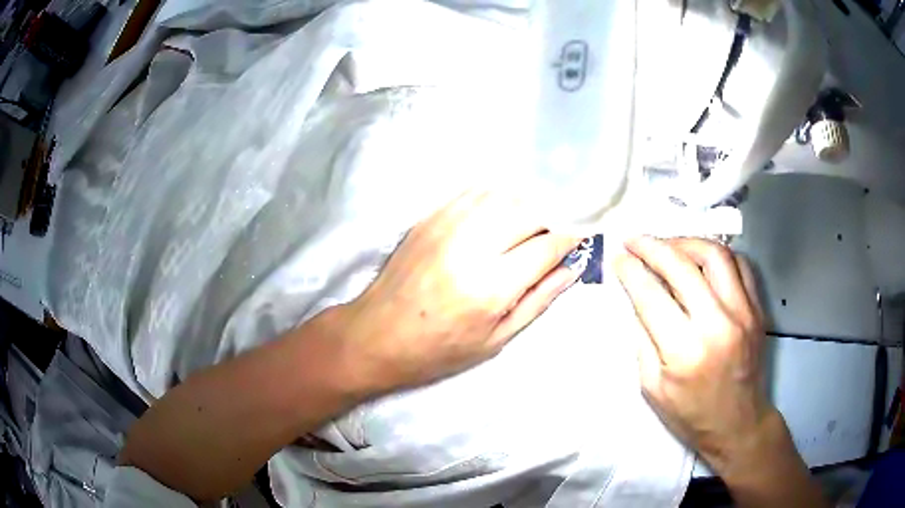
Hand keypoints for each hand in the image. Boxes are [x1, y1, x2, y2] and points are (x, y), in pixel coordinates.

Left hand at [339, 190, 580, 392]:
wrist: (376, 336)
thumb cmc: (439, 350)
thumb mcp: (496, 340)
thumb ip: (538, 300)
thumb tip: (572, 268)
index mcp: (490, 286)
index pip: (546, 245)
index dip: (570, 239)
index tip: (579, 240)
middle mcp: (470, 247)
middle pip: (528, 211)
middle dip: (550, 221)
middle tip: (550, 240)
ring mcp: (445, 226)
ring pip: (503, 195)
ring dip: (525, 206)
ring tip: (527, 228)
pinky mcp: (428, 218)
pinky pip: (474, 192)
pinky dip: (497, 198)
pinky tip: (499, 215)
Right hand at [614, 236, 773, 472]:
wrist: (737, 425)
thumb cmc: (690, 414)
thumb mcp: (651, 387)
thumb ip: (643, 337)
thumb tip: (635, 295)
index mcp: (684, 352)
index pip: (651, 295)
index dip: (631, 270)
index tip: (618, 256)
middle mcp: (718, 325)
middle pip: (682, 266)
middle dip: (653, 247)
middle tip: (635, 240)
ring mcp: (743, 313)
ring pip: (715, 254)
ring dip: (686, 243)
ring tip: (669, 247)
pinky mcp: (757, 309)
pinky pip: (739, 264)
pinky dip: (716, 255)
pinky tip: (701, 261)